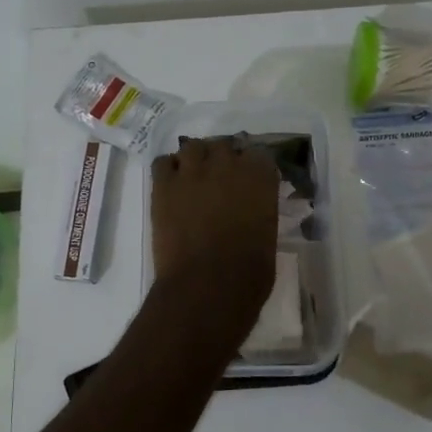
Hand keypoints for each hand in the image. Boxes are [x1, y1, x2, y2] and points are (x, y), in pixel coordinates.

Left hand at [150, 136, 278, 313]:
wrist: (206, 286)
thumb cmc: (249, 273)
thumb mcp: (268, 236)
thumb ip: (259, 211)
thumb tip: (250, 211)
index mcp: (259, 177)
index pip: (259, 154)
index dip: (252, 166)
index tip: (250, 179)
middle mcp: (227, 165)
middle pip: (224, 145)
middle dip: (222, 159)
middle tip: (220, 180)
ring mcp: (192, 172)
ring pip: (192, 147)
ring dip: (195, 159)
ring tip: (194, 178)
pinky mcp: (164, 185)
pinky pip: (163, 162)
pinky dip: (168, 169)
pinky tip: (172, 185)